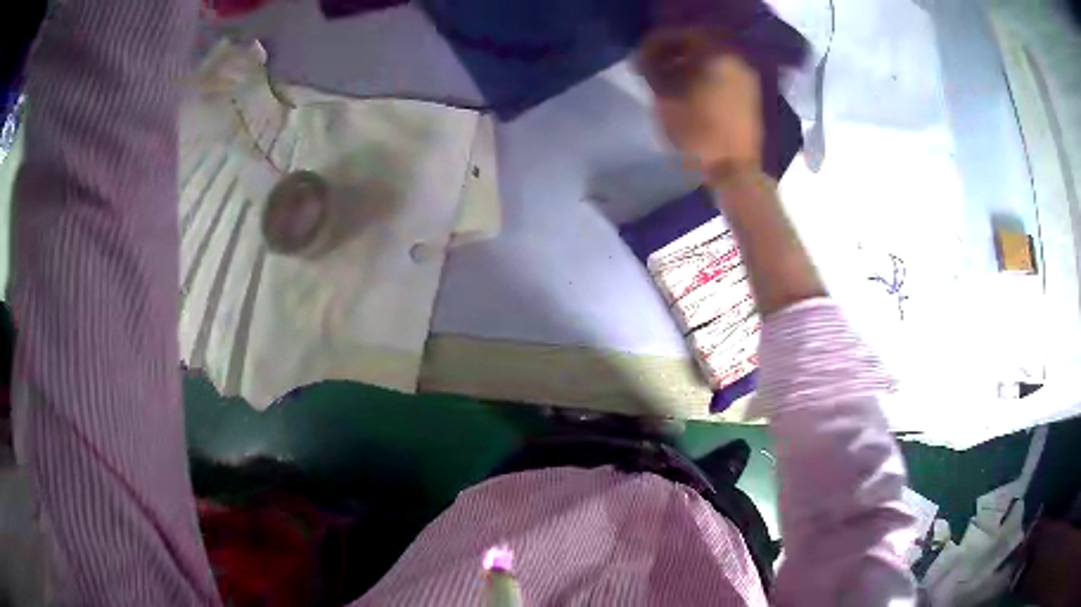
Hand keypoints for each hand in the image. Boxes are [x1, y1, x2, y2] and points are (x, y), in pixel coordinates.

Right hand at [637, 30, 762, 183]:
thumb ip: (653, 70)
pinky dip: (705, 76)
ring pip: (712, 60)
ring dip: (689, 65)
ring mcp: (747, 78)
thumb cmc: (698, 132)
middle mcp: (736, 59)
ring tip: (669, 81)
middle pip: (699, 44)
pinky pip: (723, 74)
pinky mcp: (751, 95)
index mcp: (716, 54)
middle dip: (673, 52)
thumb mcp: (666, 98)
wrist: (734, 170)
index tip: (641, 57)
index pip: (681, 34)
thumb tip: (644, 57)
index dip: (656, 43)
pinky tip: (691, 91)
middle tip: (653, 66)